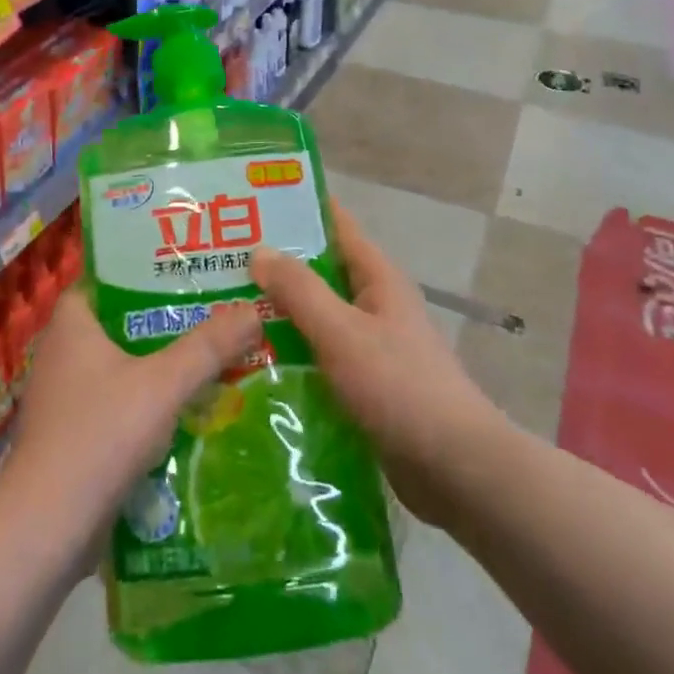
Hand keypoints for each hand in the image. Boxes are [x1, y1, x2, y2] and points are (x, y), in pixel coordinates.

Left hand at [5, 288, 260, 544]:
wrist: (47, 529)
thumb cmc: (100, 435)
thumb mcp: (164, 384)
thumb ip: (209, 347)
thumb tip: (254, 311)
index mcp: (71, 323)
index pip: (107, 277)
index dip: (144, 270)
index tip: (187, 270)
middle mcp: (61, 352)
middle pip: (120, 322)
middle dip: (164, 321)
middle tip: (213, 312)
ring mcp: (63, 397)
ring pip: (121, 366)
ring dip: (159, 365)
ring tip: (210, 357)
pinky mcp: (71, 436)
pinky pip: (116, 404)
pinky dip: (146, 403)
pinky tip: (186, 411)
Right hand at [251, 201, 499, 527]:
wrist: (456, 469)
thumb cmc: (400, 387)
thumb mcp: (343, 332)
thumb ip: (300, 291)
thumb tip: (259, 250)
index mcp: (376, 277)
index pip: (333, 223)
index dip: (294, 208)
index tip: (246, 204)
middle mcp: (373, 302)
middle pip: (318, 270)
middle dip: (273, 264)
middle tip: (217, 262)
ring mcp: (369, 344)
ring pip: (314, 315)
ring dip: (276, 312)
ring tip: (222, 309)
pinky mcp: (363, 382)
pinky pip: (319, 354)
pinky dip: (289, 351)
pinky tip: (251, 361)